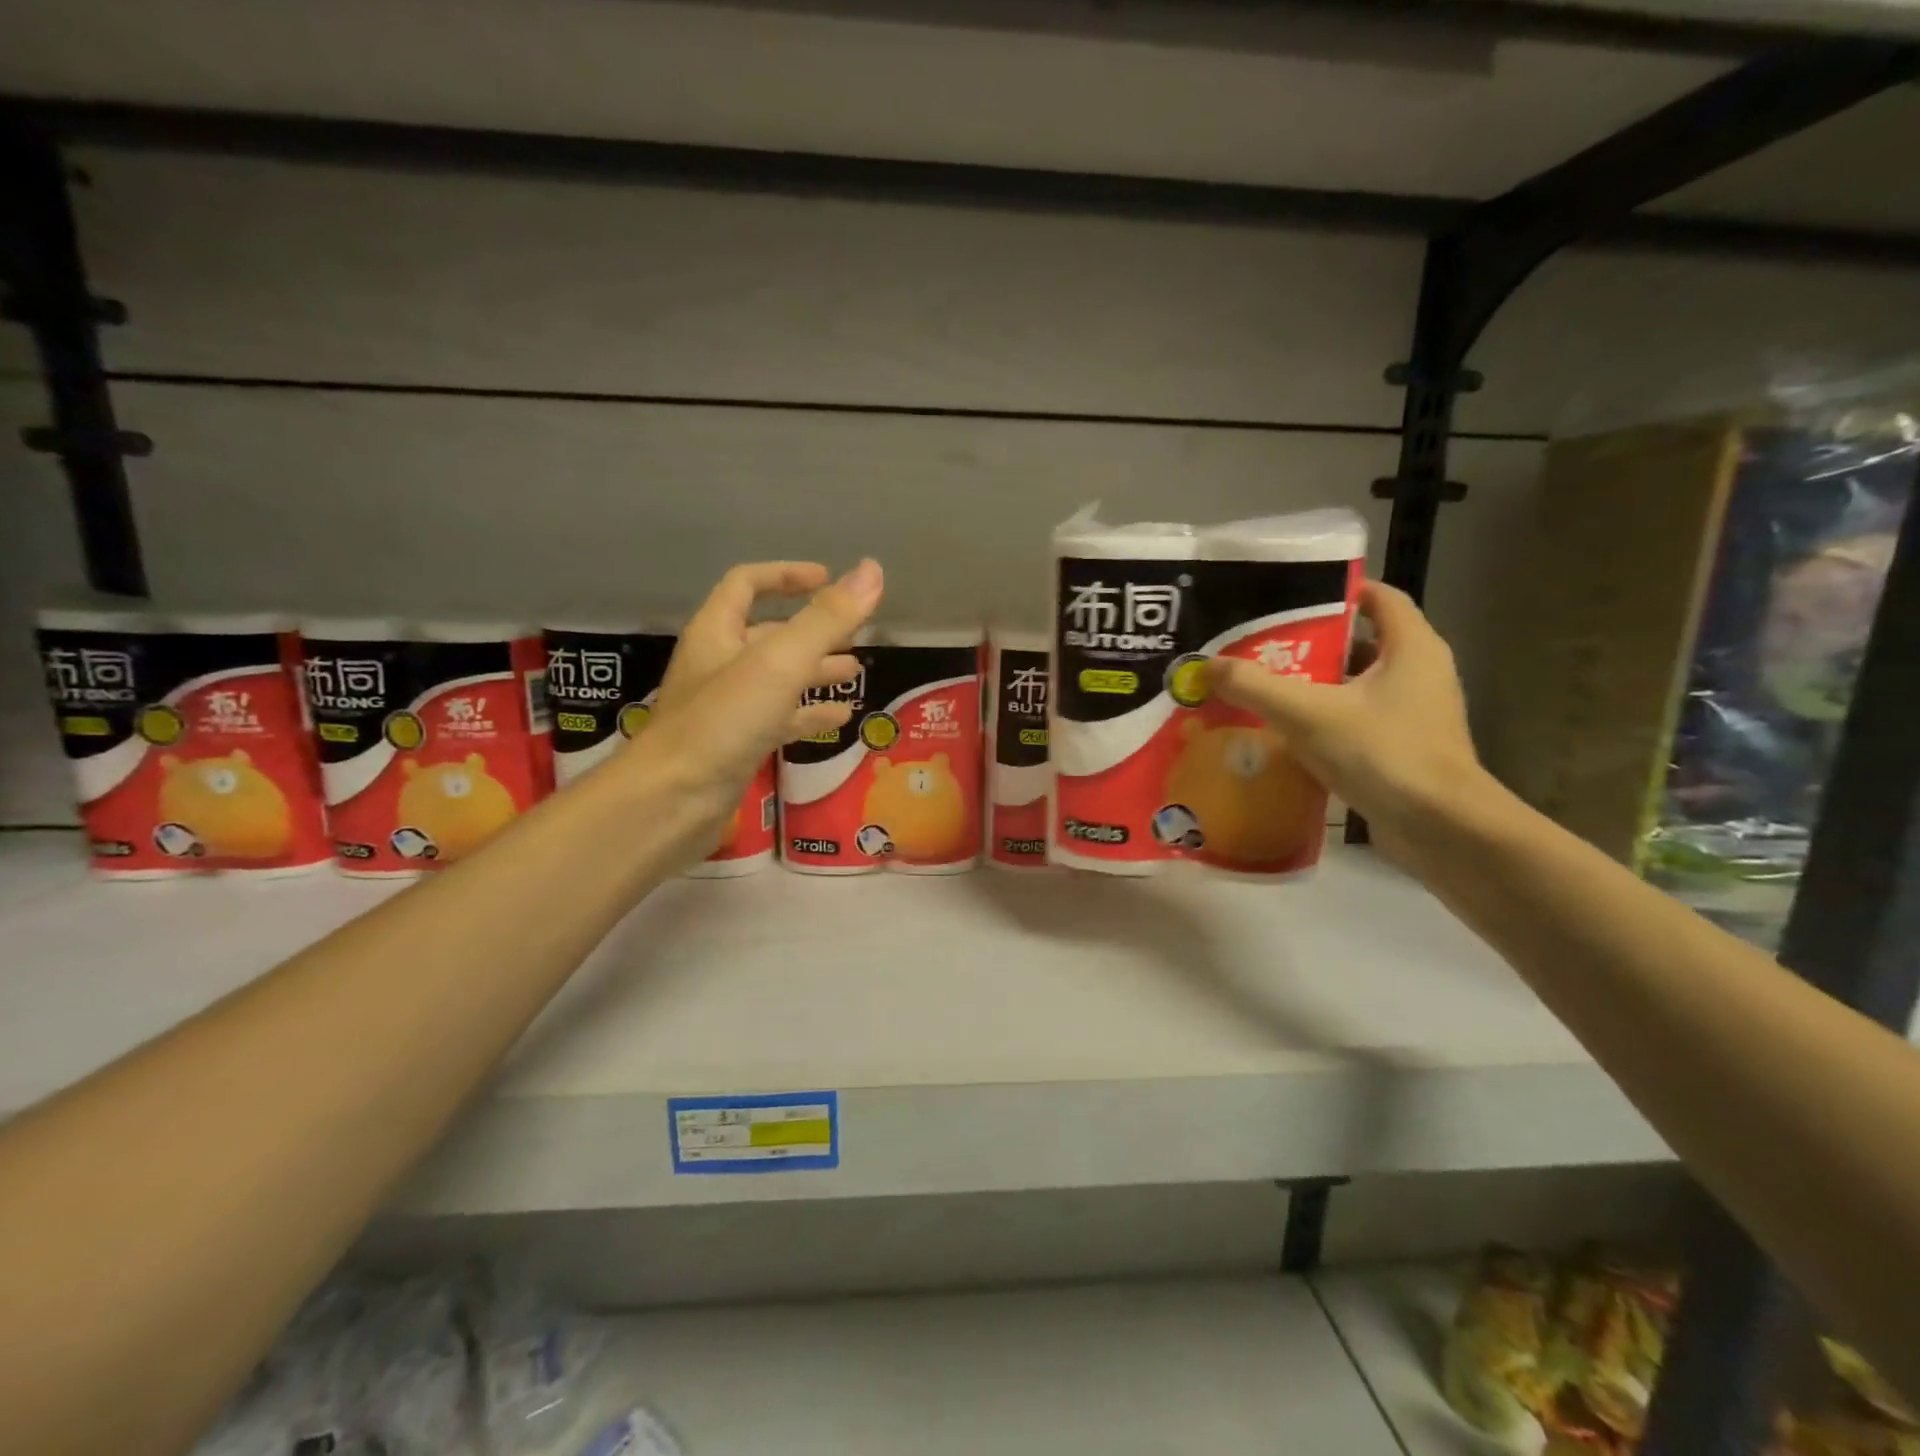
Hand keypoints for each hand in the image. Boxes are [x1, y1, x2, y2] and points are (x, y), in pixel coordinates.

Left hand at [626, 559, 882, 846]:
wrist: (672, 801)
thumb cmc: (723, 722)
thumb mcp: (780, 663)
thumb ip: (827, 619)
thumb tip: (872, 571)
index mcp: (717, 632)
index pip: (747, 584)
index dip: (786, 575)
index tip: (829, 579)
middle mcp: (719, 664)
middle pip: (768, 633)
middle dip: (813, 630)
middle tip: (856, 634)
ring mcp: (727, 708)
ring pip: (777, 678)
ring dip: (815, 671)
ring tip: (855, 672)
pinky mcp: (737, 745)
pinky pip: (778, 719)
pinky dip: (809, 714)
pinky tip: (841, 719)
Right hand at [1205, 581, 1488, 863]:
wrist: (1441, 830)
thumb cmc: (1383, 754)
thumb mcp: (1308, 713)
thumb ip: (1255, 686)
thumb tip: (1209, 666)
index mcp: (1411, 647)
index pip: (1378, 597)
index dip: (1336, 591)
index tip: (1288, 597)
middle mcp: (1419, 673)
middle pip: (1359, 642)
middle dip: (1309, 644)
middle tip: (1257, 647)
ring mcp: (1414, 714)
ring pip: (1355, 686)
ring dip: (1312, 686)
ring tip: (1260, 689)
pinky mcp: (1403, 749)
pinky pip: (1355, 721)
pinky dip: (1322, 722)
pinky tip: (1282, 735)